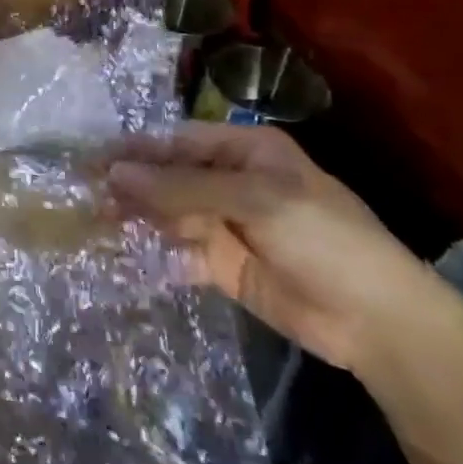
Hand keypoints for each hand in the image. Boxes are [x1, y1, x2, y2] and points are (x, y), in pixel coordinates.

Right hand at [105, 122, 444, 375]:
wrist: (378, 322)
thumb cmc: (323, 239)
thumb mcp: (254, 200)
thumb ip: (181, 187)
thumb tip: (114, 173)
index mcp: (245, 151)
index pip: (177, 141)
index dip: (135, 150)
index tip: (92, 159)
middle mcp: (230, 181)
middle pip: (168, 176)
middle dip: (130, 184)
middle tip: (84, 193)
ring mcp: (225, 223)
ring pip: (167, 212)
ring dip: (135, 216)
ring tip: (94, 220)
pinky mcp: (222, 264)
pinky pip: (177, 249)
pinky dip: (151, 250)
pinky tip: (122, 252)